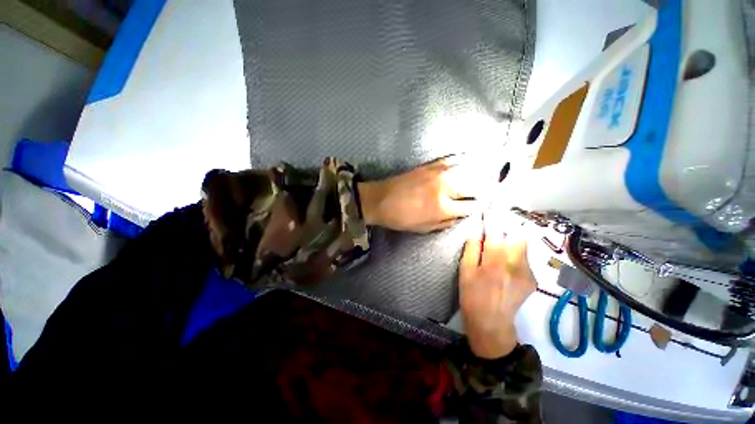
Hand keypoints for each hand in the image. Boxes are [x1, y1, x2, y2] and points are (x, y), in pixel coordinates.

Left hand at [357, 156, 481, 231]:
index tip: (479, 206)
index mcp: (442, 207)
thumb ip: (445, 223)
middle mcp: (444, 188)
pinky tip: (467, 159)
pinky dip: (460, 160)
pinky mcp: (428, 165)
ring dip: (475, 175)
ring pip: (465, 171)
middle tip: (485, 192)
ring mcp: (437, 173)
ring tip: (484, 176)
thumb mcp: (424, 228)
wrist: (380, 200)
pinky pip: (449, 160)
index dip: (476, 207)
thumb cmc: (400, 218)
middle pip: (472, 187)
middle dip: (481, 191)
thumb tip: (460, 216)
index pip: (470, 206)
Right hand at [459, 214, 536, 358]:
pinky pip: (525, 258)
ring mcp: (528, 273)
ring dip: (511, 242)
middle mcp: (516, 265)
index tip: (490, 208)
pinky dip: (515, 254)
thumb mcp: (465, 272)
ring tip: (499, 248)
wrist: (492, 323)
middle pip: (518, 236)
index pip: (496, 233)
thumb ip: (472, 250)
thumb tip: (476, 234)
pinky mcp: (533, 279)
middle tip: (495, 232)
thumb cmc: (472, 296)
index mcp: (495, 263)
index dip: (493, 219)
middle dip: (507, 229)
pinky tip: (505, 264)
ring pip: (523, 246)